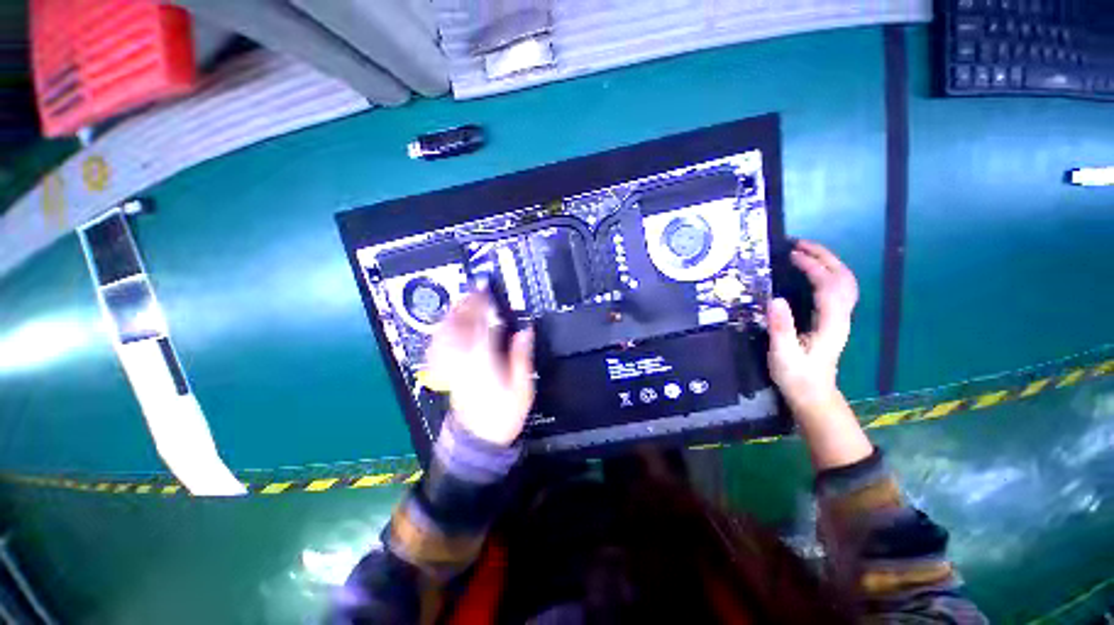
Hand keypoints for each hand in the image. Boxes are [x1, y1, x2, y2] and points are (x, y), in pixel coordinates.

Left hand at [426, 291, 534, 446]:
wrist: (479, 439)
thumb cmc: (504, 414)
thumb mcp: (523, 388)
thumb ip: (522, 357)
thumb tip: (525, 330)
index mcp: (483, 362)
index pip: (480, 325)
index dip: (482, 304)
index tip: (487, 290)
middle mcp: (463, 360)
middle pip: (459, 325)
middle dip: (466, 304)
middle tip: (476, 289)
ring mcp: (452, 365)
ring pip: (447, 333)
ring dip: (454, 314)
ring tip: (465, 300)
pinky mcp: (447, 370)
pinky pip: (440, 345)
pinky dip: (444, 330)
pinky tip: (450, 323)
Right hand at [767, 240, 858, 415]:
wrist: (813, 394)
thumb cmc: (796, 376)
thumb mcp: (783, 354)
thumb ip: (781, 328)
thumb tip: (775, 298)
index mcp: (830, 323)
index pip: (828, 286)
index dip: (813, 267)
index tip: (792, 255)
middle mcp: (840, 317)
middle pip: (843, 279)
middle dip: (825, 257)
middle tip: (799, 244)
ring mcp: (840, 318)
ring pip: (845, 283)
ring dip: (829, 263)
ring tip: (806, 252)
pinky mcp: (833, 320)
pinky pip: (838, 290)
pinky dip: (829, 274)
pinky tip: (814, 273)